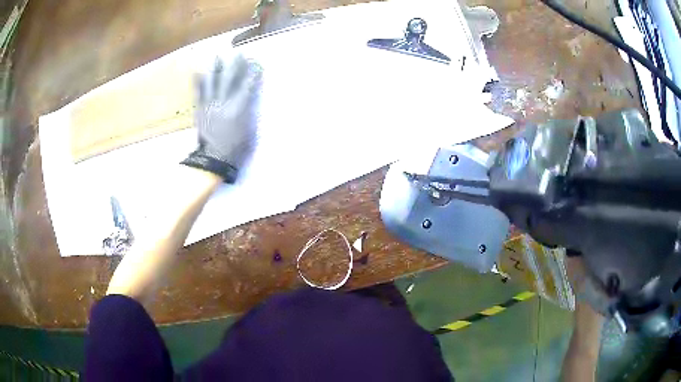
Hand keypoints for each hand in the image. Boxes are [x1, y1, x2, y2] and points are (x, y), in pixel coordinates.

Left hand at [181, 53, 257, 182]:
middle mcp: (224, 103)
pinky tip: (197, 72)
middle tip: (238, 53)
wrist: (215, 159)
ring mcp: (210, 105)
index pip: (248, 85)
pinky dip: (198, 82)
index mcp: (239, 108)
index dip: (253, 73)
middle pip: (230, 80)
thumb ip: (250, 110)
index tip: (256, 63)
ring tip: (217, 57)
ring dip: (215, 68)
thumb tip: (251, 95)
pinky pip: (198, 93)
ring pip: (213, 82)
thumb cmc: (237, 147)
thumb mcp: (251, 129)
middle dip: (235, 65)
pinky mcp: (200, 110)